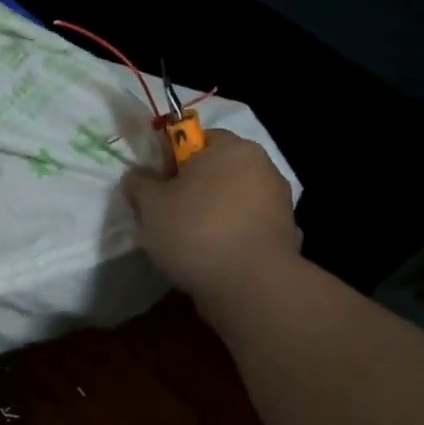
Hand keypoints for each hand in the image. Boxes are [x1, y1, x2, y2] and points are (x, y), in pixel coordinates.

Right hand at [123, 131, 300, 302]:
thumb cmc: (197, 230)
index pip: (195, 138)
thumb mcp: (151, 205)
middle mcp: (262, 167)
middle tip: (166, 212)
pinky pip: (247, 228)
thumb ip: (141, 184)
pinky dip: (231, 237)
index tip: (155, 184)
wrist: (251, 286)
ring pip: (232, 200)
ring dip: (212, 213)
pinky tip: (212, 257)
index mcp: (231, 148)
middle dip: (192, 187)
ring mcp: (278, 203)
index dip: (170, 158)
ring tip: (186, 240)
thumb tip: (138, 177)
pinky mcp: (284, 236)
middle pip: (216, 169)